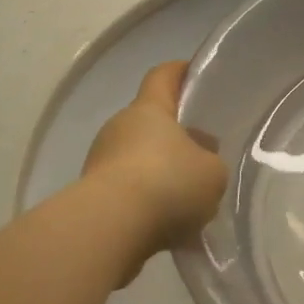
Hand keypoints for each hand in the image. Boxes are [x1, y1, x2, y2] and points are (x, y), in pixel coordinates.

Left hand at [81, 61, 227, 282]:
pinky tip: (168, 227)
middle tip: (203, 155)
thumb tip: (199, 167)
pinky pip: (127, 193)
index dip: (179, 72)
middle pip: (151, 122)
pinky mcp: (91, 198)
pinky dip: (145, 205)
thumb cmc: (166, 184)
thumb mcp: (212, 173)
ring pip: (139, 160)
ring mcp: (101, 162)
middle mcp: (120, 128)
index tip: (195, 75)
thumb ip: (211, 165)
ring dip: (160, 175)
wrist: (108, 231)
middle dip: (176, 137)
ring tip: (188, 201)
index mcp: (149, 109)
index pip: (162, 75)